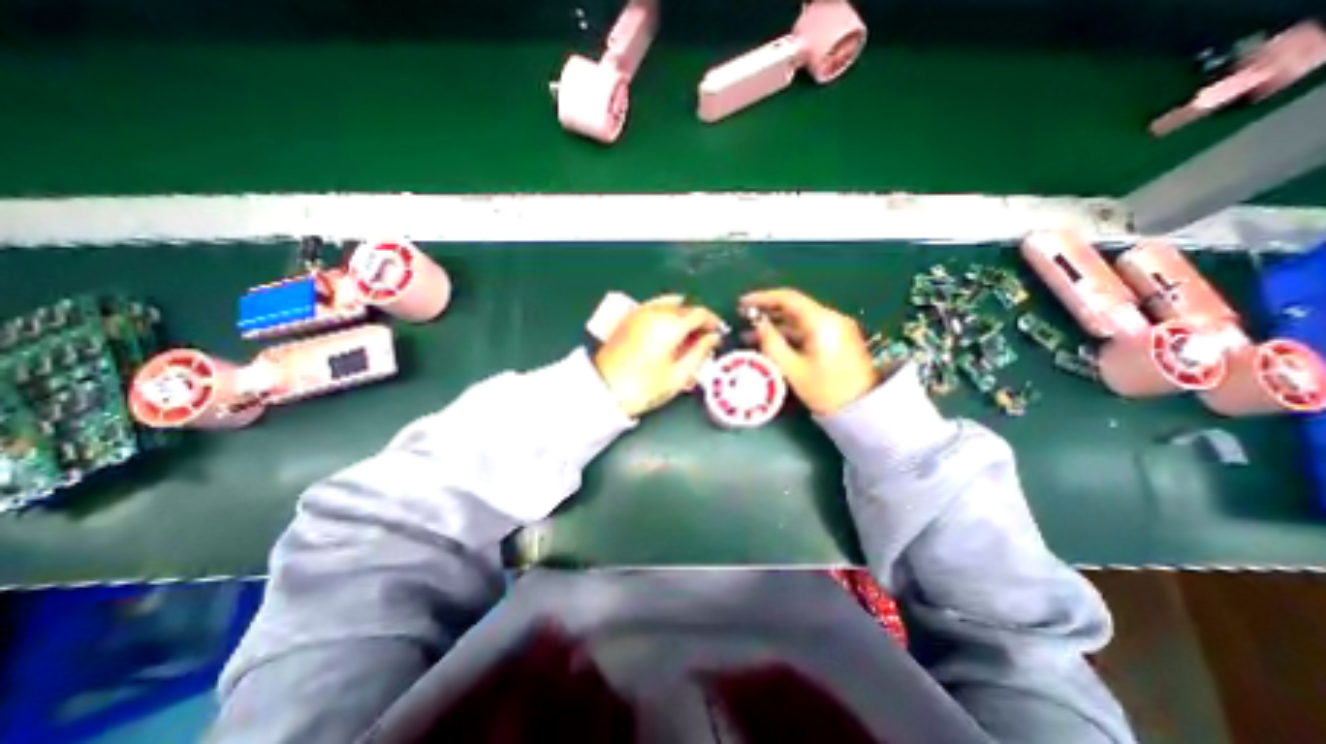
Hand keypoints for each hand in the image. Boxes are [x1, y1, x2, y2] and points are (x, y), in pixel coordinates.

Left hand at [596, 294, 723, 416]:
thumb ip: (700, 352)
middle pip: (684, 306)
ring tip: (684, 337)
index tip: (718, 333)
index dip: (713, 321)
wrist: (603, 390)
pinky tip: (666, 333)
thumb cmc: (644, 387)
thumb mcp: (679, 375)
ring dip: (681, 316)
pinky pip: (654, 307)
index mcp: (670, 323)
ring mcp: (639, 312)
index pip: (699, 312)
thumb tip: (713, 338)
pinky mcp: (628, 318)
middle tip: (702, 339)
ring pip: (669, 304)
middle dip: (697, 320)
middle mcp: (655, 311)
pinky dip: (665, 315)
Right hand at [736, 289, 878, 414]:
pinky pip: (808, 330)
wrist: (863, 411)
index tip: (742, 304)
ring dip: (776, 325)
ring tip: (751, 336)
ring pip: (799, 320)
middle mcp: (831, 318)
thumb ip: (772, 343)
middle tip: (743, 319)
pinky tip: (772, 344)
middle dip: (767, 312)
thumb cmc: (825, 391)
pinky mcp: (838, 340)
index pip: (788, 298)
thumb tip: (758, 324)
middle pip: (794, 307)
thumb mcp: (792, 369)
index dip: (762, 298)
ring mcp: (837, 329)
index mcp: (821, 322)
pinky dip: (789, 334)